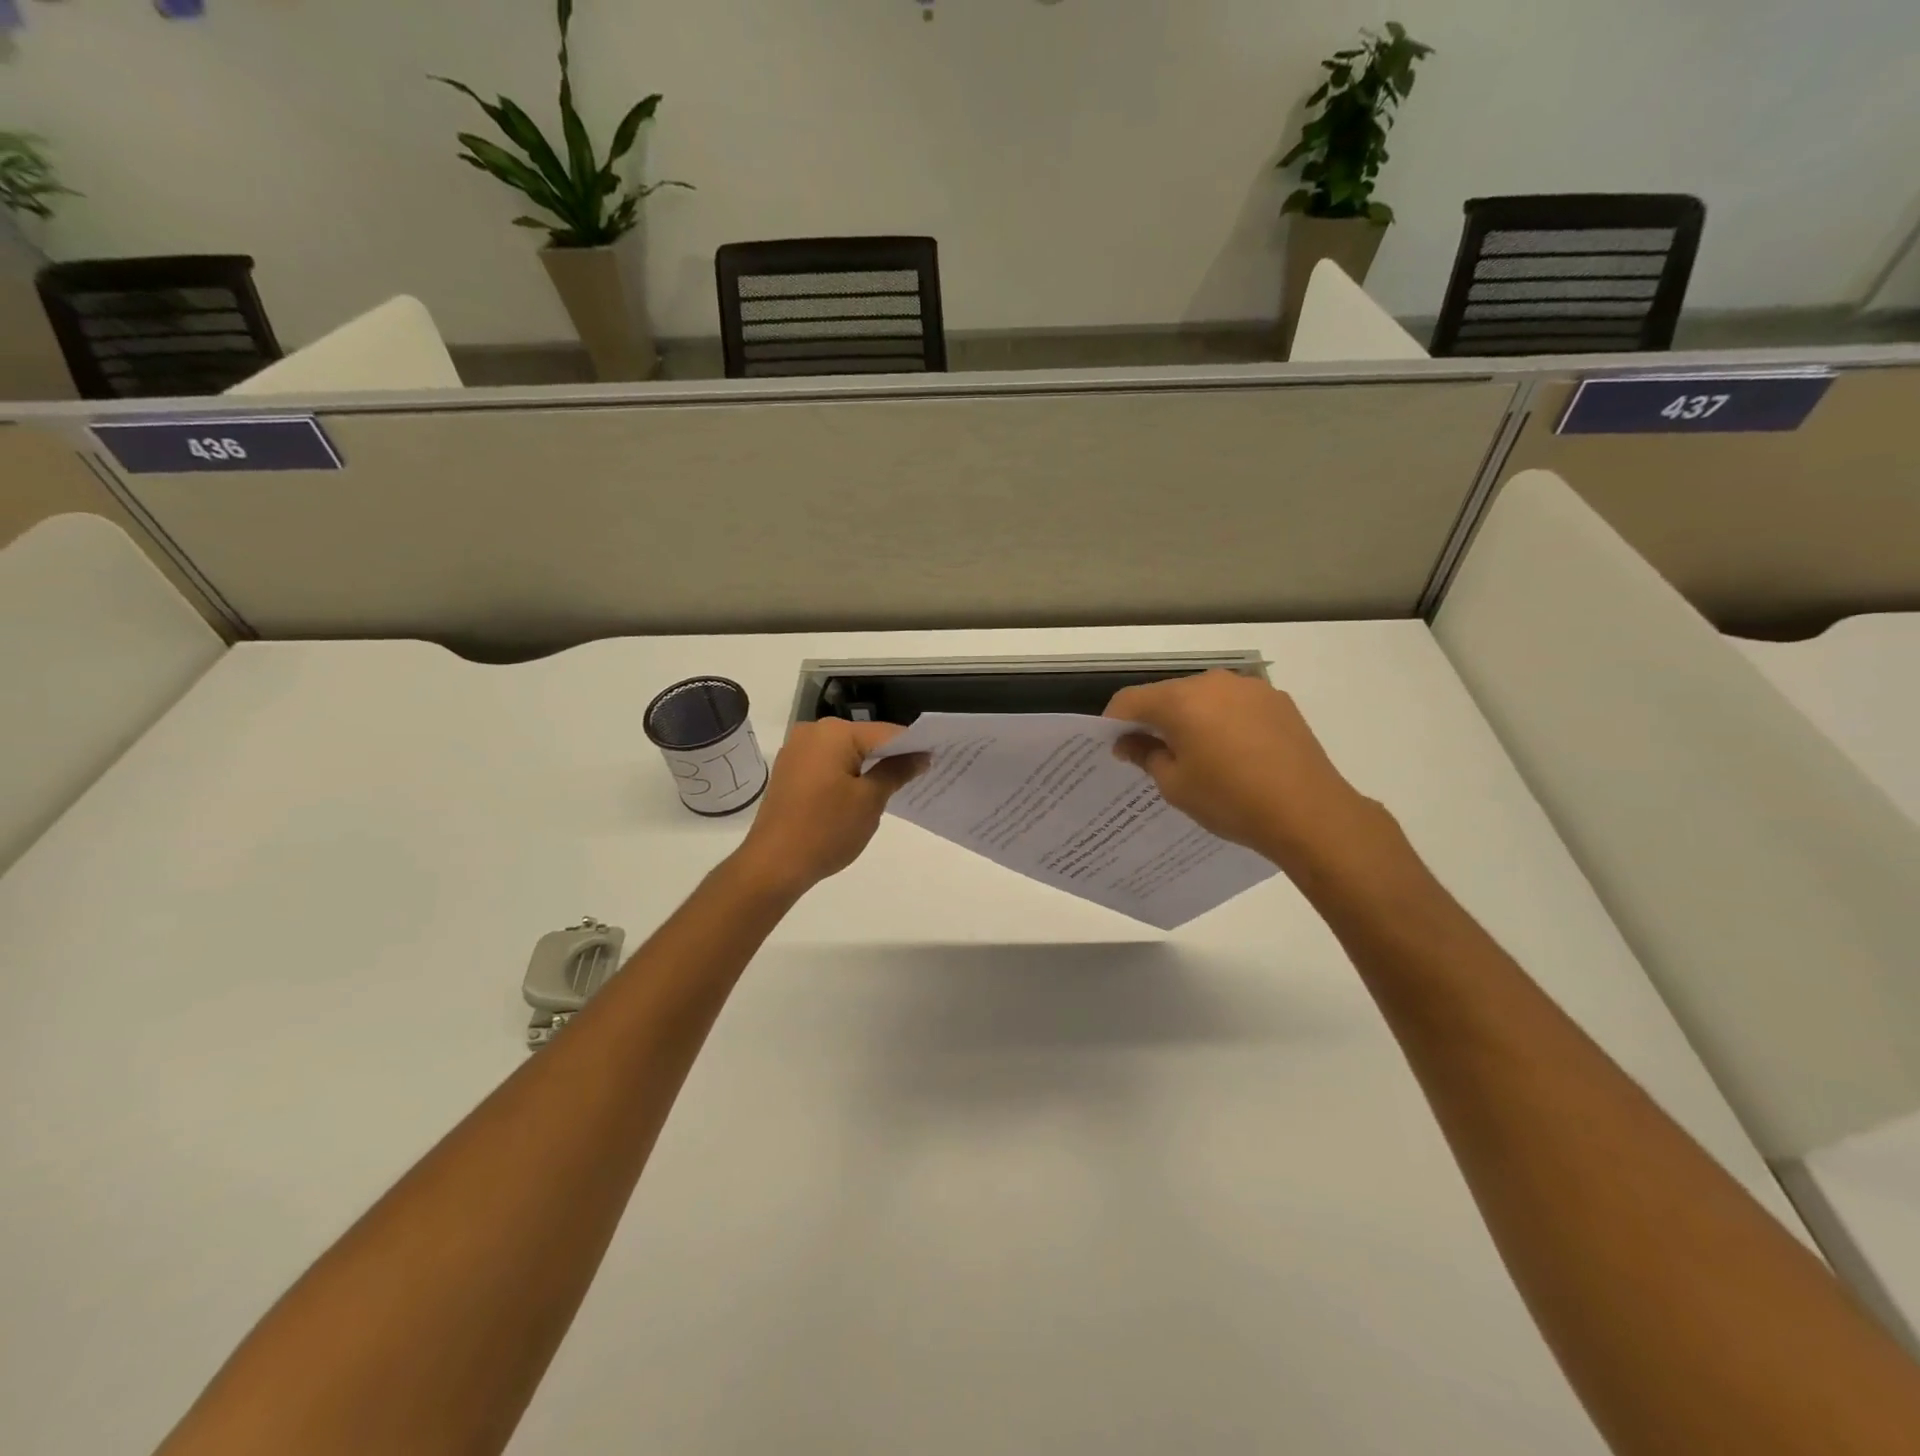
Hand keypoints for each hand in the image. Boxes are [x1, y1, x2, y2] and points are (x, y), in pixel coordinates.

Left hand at [731, 719, 924, 897]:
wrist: (773, 864)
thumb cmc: (827, 829)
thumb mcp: (870, 801)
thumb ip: (897, 771)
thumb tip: (921, 756)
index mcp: (834, 733)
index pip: (886, 733)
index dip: (914, 746)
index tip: (937, 758)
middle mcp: (812, 732)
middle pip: (865, 739)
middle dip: (891, 756)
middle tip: (921, 774)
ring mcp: (797, 751)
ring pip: (846, 752)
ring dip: (870, 767)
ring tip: (897, 786)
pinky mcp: (790, 771)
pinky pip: (829, 764)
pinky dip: (848, 775)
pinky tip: (863, 793)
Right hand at [1105, 671, 1389, 877]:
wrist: (1309, 813)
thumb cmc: (1230, 800)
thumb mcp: (1175, 785)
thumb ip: (1146, 755)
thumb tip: (1130, 741)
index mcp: (1181, 700)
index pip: (1130, 700)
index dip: (1114, 722)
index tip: (1114, 747)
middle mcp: (1213, 682)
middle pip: (1168, 695)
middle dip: (1154, 720)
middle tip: (1152, 755)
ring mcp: (1250, 688)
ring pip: (1203, 698)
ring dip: (1191, 719)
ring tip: (1197, 756)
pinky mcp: (1277, 701)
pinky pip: (1234, 705)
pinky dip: (1222, 721)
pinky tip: (1233, 754)